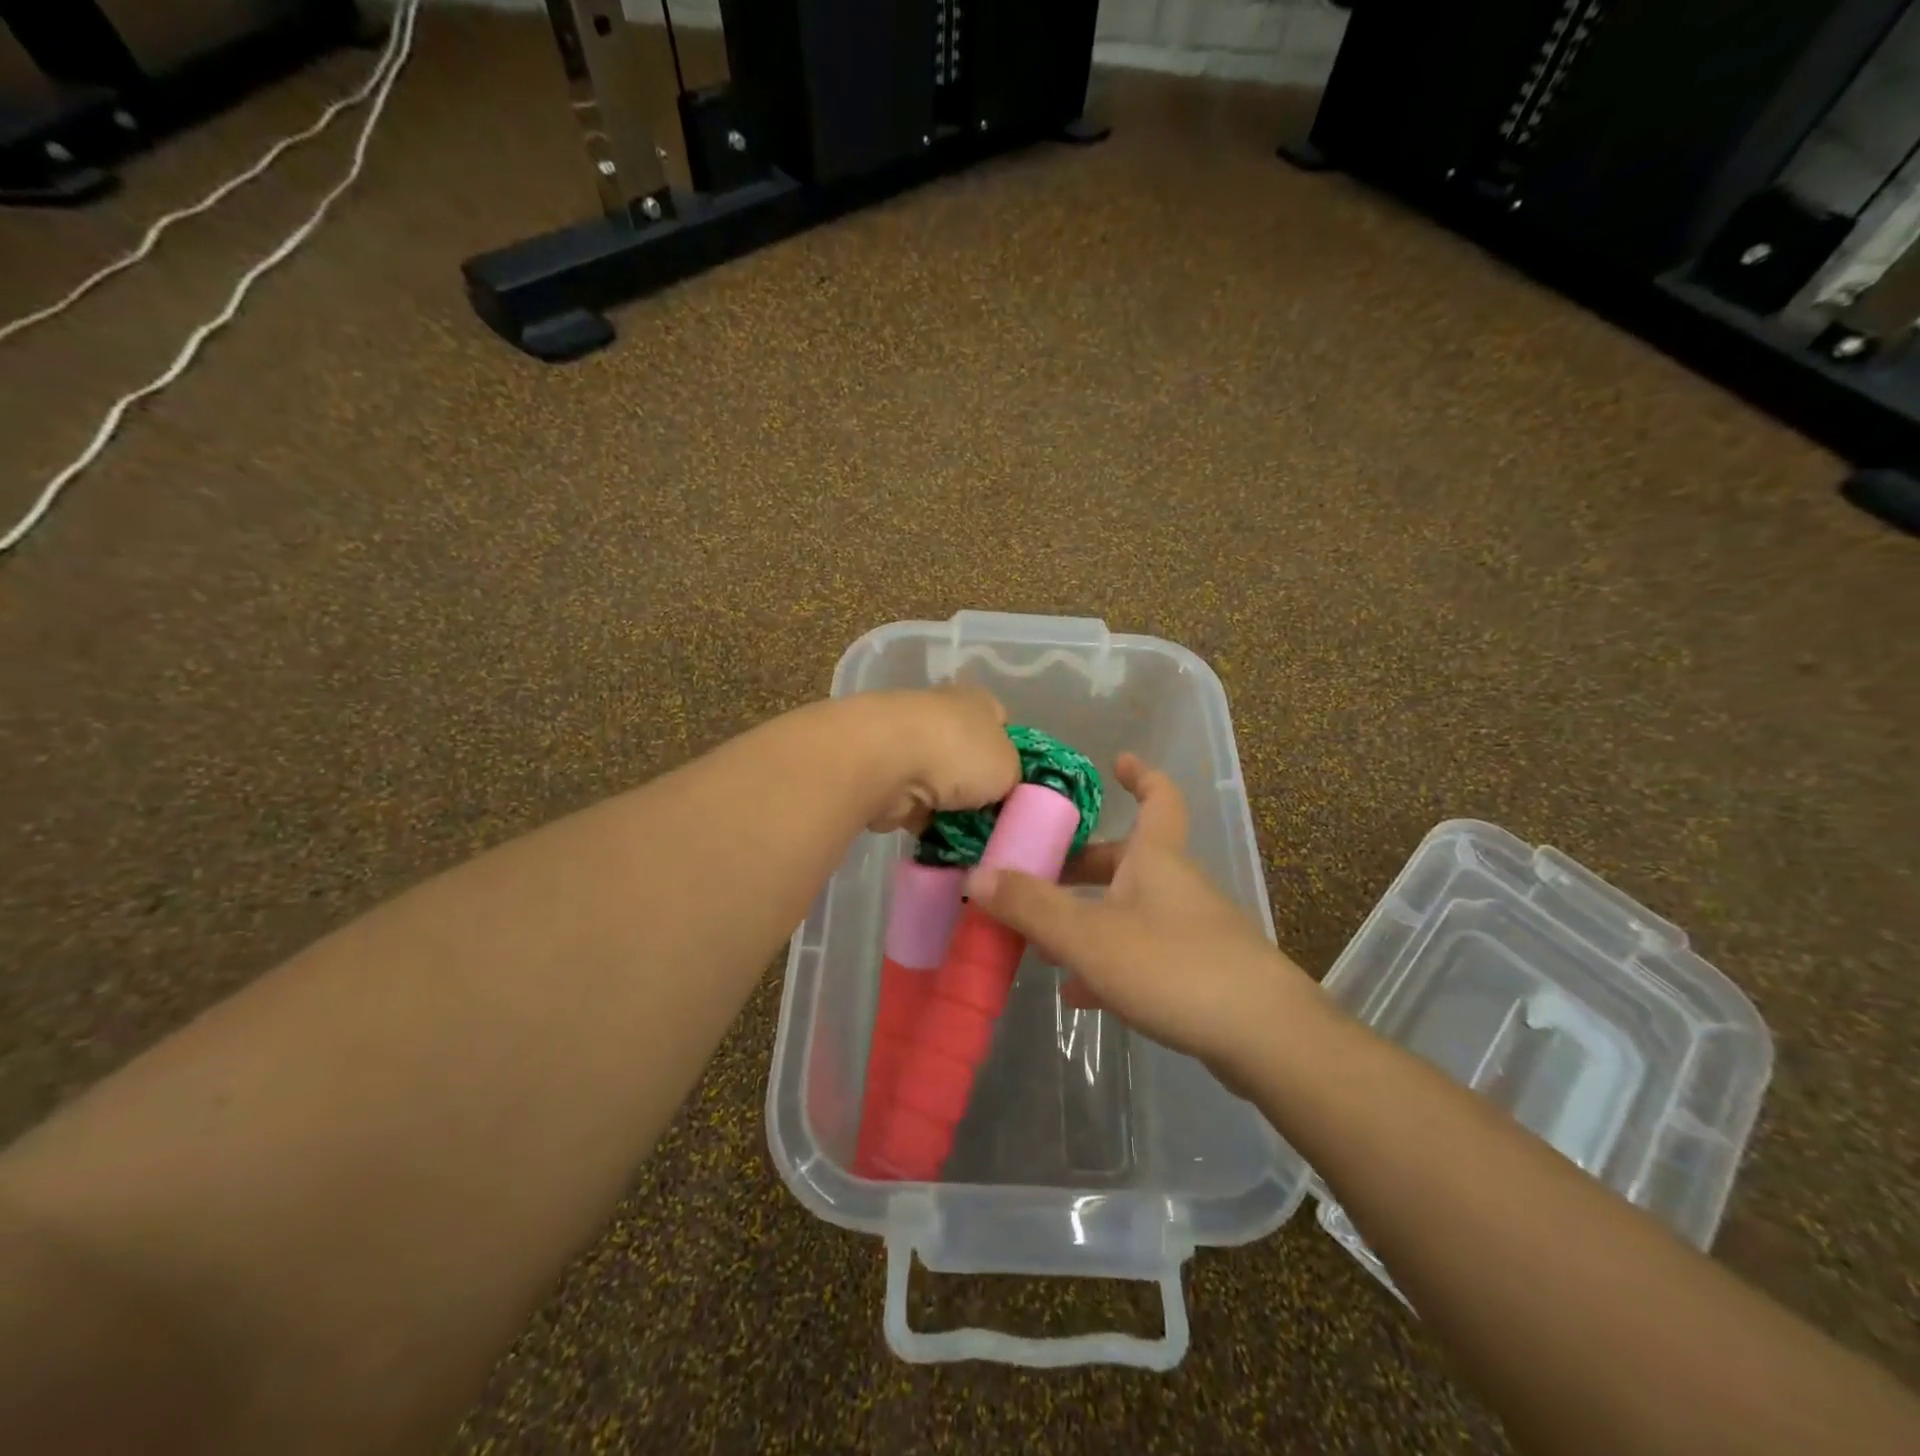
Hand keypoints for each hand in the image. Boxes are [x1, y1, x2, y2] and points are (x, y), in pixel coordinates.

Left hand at [856, 687, 1022, 834]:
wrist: (884, 762)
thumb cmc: (959, 753)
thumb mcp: (1011, 768)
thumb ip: (1012, 778)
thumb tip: (1001, 790)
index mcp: (977, 701)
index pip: (1002, 722)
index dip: (1013, 753)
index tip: (1019, 786)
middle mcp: (942, 715)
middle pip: (969, 756)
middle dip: (978, 787)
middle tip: (997, 819)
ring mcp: (909, 744)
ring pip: (941, 783)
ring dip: (950, 808)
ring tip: (972, 838)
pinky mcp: (884, 775)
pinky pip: (915, 805)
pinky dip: (924, 822)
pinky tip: (941, 841)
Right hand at [964, 753, 1316, 1076]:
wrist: (1265, 1037)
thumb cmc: (1173, 965)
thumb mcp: (1088, 935)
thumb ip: (1030, 906)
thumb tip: (976, 875)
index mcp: (1156, 858)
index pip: (1158, 798)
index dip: (1140, 775)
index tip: (1119, 760)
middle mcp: (1175, 885)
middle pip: (1126, 860)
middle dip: (1083, 864)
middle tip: (1038, 873)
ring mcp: (1191, 930)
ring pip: (1129, 911)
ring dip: (1087, 918)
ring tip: (1042, 941)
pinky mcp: (1198, 973)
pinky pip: (1141, 954)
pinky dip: (1107, 963)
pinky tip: (1079, 993)